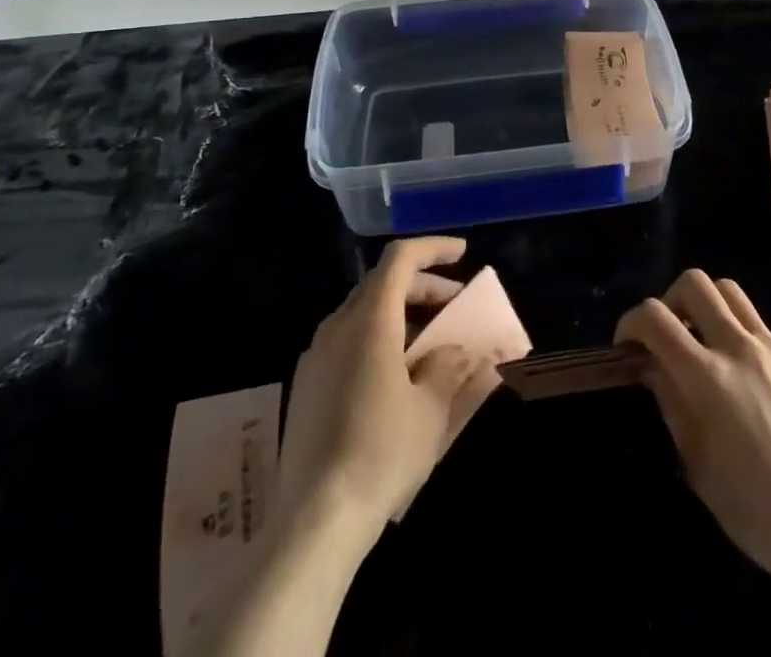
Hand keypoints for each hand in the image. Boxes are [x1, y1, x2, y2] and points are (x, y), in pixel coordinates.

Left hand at [272, 237, 498, 548]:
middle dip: (423, 286)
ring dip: (401, 314)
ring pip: (364, 312)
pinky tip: (397, 375)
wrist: (313, 523)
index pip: (400, 259)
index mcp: (369, 321)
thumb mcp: (431, 410)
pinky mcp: (307, 386)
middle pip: (382, 283)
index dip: (433, 248)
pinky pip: (348, 341)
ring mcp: (316, 357)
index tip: (463, 254)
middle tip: (455, 305)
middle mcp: (337, 327)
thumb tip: (461, 351)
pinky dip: (379, 338)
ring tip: (432, 342)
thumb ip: (452, 368)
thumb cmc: (381, 454)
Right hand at [615, 269, 770, 602]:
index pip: (655, 317)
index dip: (631, 322)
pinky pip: (759, 325)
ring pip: (729, 291)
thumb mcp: (699, 465)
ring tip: (702, 340)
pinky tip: (744, 377)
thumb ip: (672, 404)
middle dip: (669, 300)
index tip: (626, 345)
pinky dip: (738, 334)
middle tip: (667, 336)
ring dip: (706, 305)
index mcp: (708, 377)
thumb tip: (652, 367)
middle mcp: (739, 347)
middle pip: (695, 283)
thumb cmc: (759, 511)